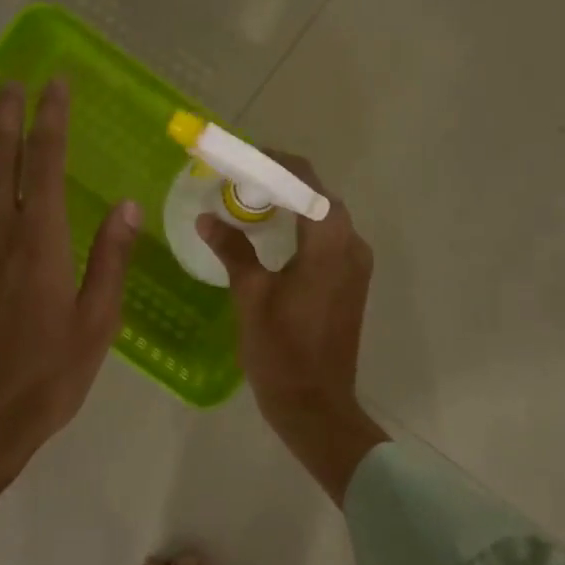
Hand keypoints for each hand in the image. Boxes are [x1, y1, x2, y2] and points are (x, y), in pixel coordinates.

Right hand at [196, 154, 388, 504]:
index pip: (305, 182)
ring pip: (324, 217)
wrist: (316, 405)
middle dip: (281, 182)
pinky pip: (329, 240)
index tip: (242, 158)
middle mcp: (351, 245)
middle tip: (240, 181)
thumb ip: (232, 249)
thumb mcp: (251, 296)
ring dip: (292, 204)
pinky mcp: (352, 282)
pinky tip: (273, 235)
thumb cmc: (281, 351)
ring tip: (250, 203)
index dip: (274, 164)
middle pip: (318, 196)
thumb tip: (208, 219)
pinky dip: (302, 228)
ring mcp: (356, 265)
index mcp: (328, 243)